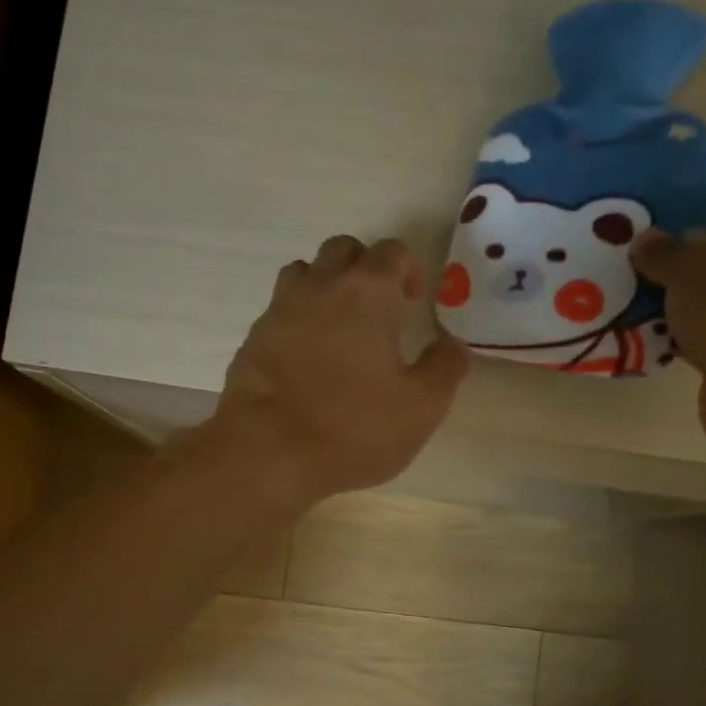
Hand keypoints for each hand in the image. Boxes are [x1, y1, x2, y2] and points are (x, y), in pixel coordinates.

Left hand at [205, 235, 469, 510]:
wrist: (267, 455)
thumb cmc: (353, 428)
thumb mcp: (421, 407)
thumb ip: (445, 368)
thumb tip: (452, 345)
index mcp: (367, 292)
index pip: (392, 251)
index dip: (409, 269)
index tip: (414, 302)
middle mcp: (320, 286)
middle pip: (343, 250)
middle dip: (365, 268)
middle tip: (379, 309)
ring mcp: (279, 310)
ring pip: (304, 273)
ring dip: (326, 286)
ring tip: (340, 327)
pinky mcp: (252, 339)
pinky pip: (279, 311)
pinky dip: (298, 320)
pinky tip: (307, 359)